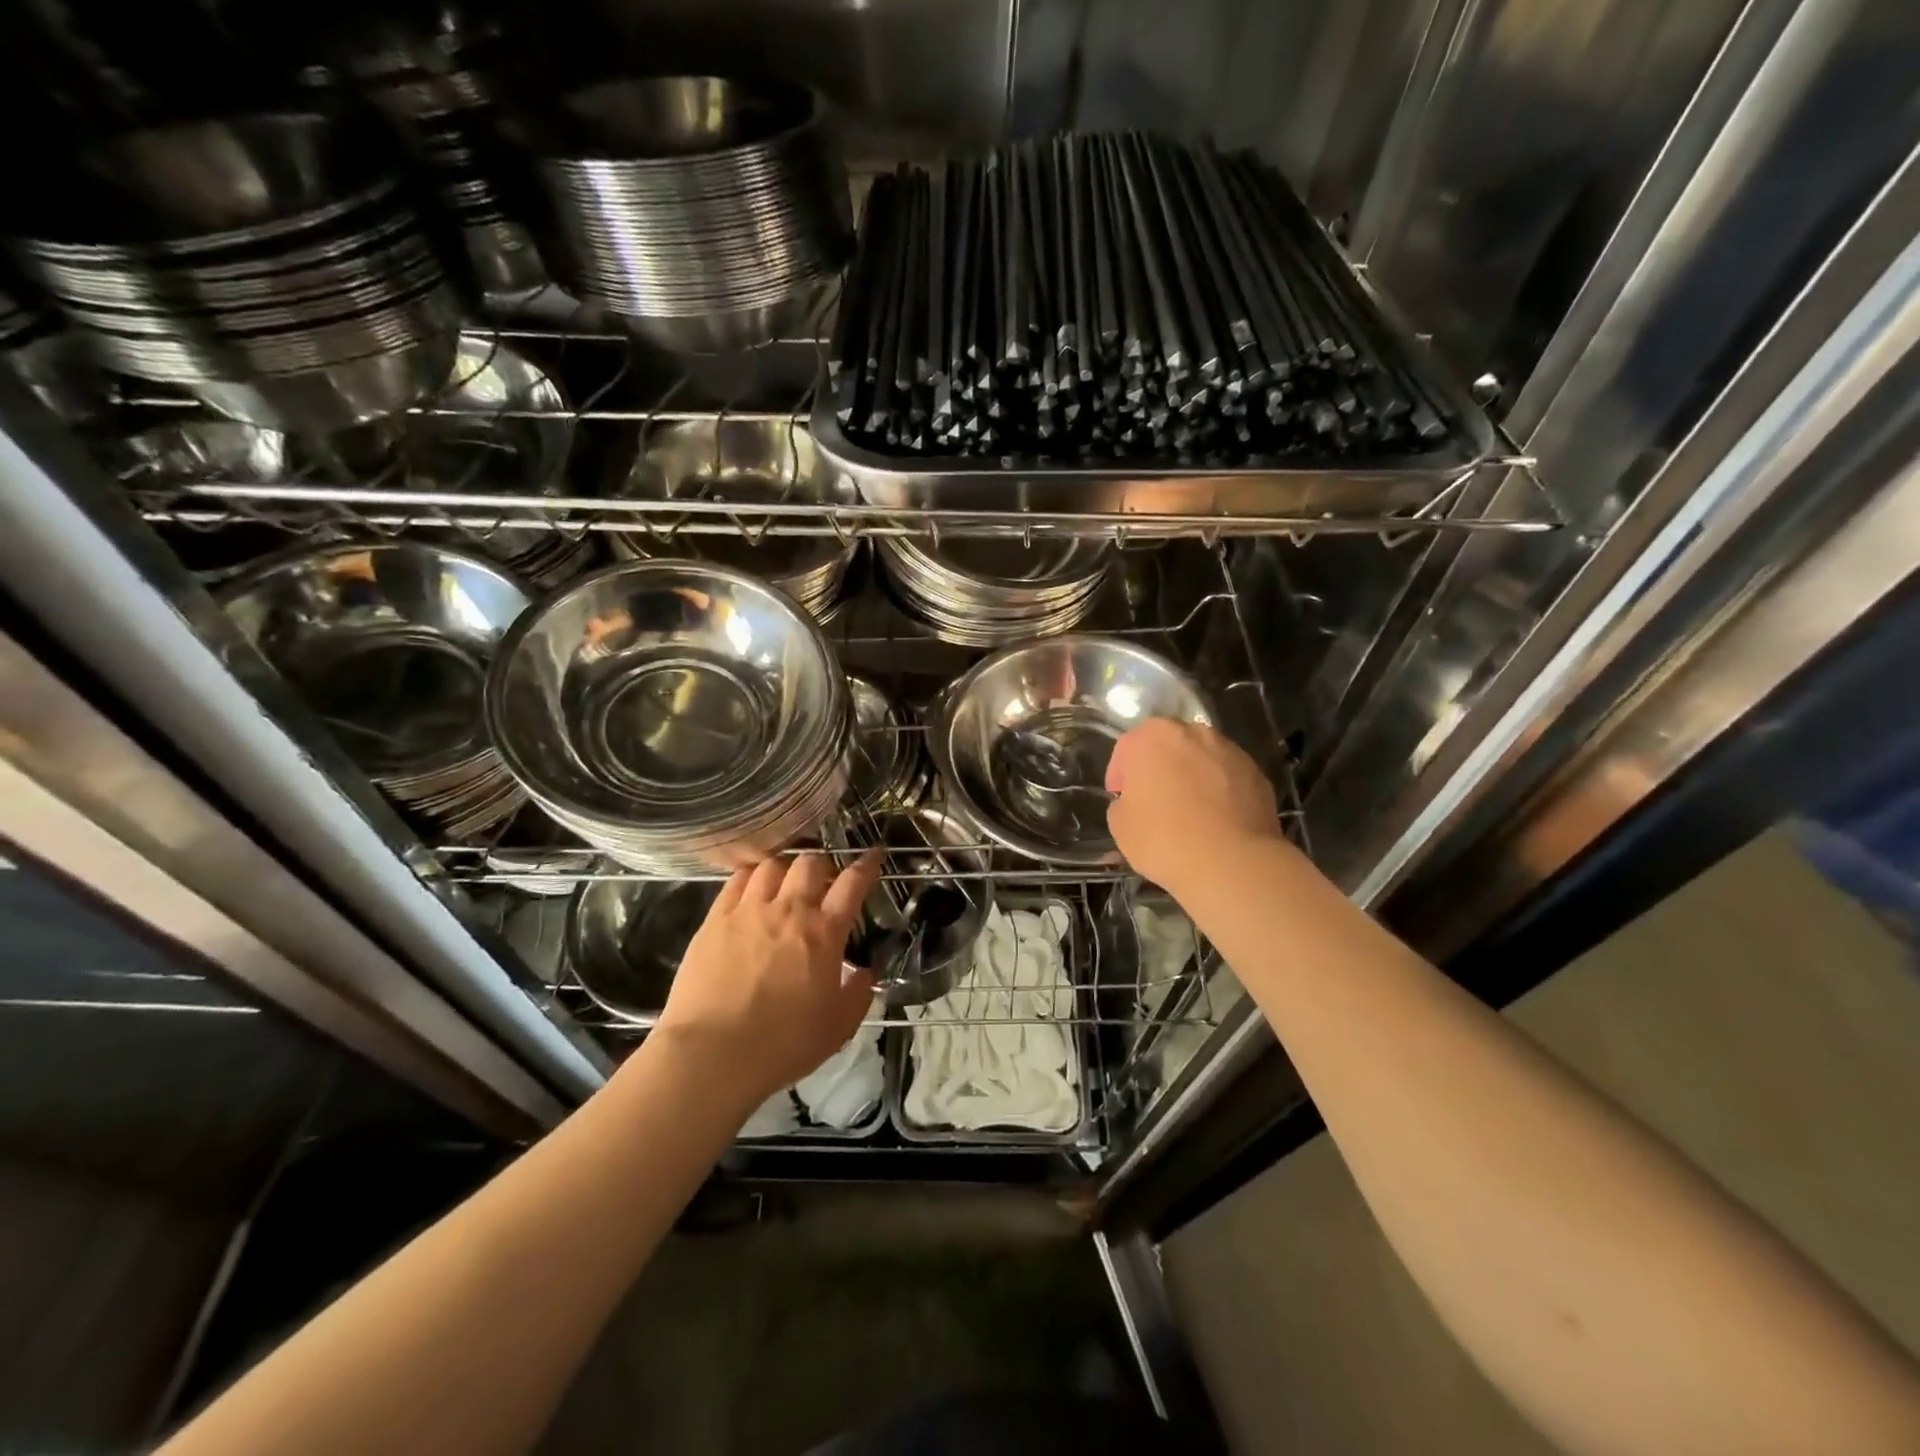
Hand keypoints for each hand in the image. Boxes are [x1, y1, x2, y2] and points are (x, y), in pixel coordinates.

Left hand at [651, 851, 882, 1109]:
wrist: (713, 1054)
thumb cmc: (783, 1044)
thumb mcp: (838, 1028)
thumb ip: (858, 995)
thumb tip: (865, 973)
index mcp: (825, 932)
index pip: (853, 883)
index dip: (866, 865)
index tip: (873, 856)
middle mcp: (790, 910)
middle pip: (810, 863)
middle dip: (822, 866)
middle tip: (822, 882)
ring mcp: (749, 910)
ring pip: (772, 865)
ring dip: (785, 869)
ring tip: (784, 883)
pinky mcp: (716, 919)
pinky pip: (736, 880)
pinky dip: (750, 876)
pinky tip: (751, 887)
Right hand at [1105, 719, 1283, 895]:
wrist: (1231, 863)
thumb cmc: (1164, 839)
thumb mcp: (1120, 825)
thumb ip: (1122, 802)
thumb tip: (1135, 801)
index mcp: (1153, 737)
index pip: (1128, 747)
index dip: (1120, 774)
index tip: (1121, 798)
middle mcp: (1194, 733)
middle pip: (1169, 746)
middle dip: (1159, 768)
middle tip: (1154, 801)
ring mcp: (1230, 751)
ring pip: (1202, 759)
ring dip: (1192, 777)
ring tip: (1190, 812)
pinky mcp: (1258, 774)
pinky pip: (1228, 779)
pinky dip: (1220, 792)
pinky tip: (1216, 821)